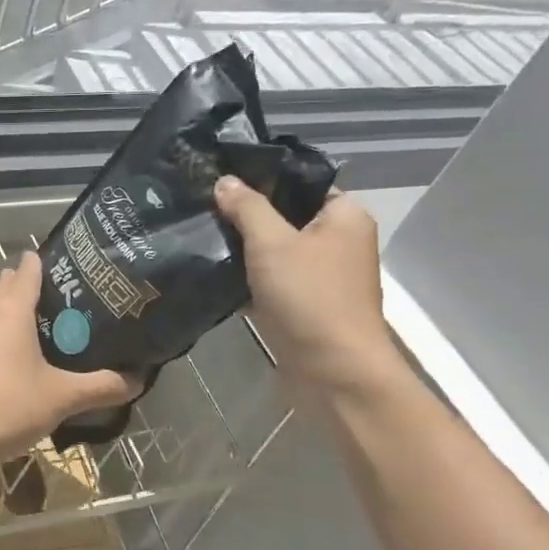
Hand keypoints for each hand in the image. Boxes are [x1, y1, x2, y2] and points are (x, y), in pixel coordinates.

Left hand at [0, 253, 138, 468]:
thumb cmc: (7, 407)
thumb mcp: (61, 398)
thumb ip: (100, 387)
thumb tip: (137, 380)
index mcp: (9, 311)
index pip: (27, 271)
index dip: (45, 263)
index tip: (69, 265)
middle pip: (5, 287)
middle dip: (29, 286)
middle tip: (63, 299)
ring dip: (10, 311)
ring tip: (40, 326)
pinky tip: (11, 358)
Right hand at [212, 176, 400, 398]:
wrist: (332, 371)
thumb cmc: (309, 297)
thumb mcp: (272, 243)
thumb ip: (247, 207)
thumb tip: (225, 180)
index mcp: (345, 216)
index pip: (302, 183)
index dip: (264, 179)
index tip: (222, 178)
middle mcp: (339, 241)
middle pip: (287, 216)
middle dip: (248, 215)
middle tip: (204, 206)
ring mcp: (323, 275)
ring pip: (277, 249)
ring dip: (245, 247)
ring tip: (203, 235)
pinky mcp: (305, 303)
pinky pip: (273, 279)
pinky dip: (249, 276)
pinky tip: (215, 271)